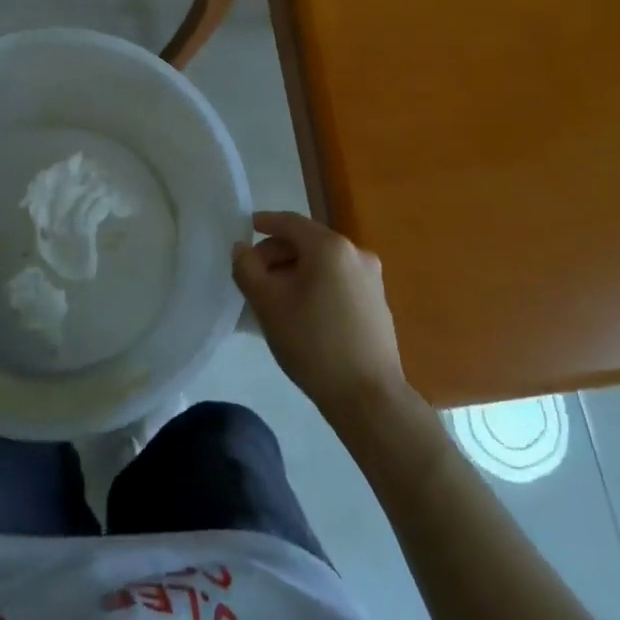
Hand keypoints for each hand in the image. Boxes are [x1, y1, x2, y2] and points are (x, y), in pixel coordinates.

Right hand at [234, 211, 409, 423]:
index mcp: (330, 246)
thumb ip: (247, 268)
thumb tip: (242, 248)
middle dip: (277, 253)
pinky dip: (315, 285)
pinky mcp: (377, 303)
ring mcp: (371, 279)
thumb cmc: (313, 343)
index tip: (246, 228)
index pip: (290, 222)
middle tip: (253, 275)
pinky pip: (338, 281)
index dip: (265, 222)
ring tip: (274, 297)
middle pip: (307, 242)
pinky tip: (301, 312)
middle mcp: (355, 253)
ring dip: (295, 271)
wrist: (369, 396)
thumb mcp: (267, 304)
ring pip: (323, 263)